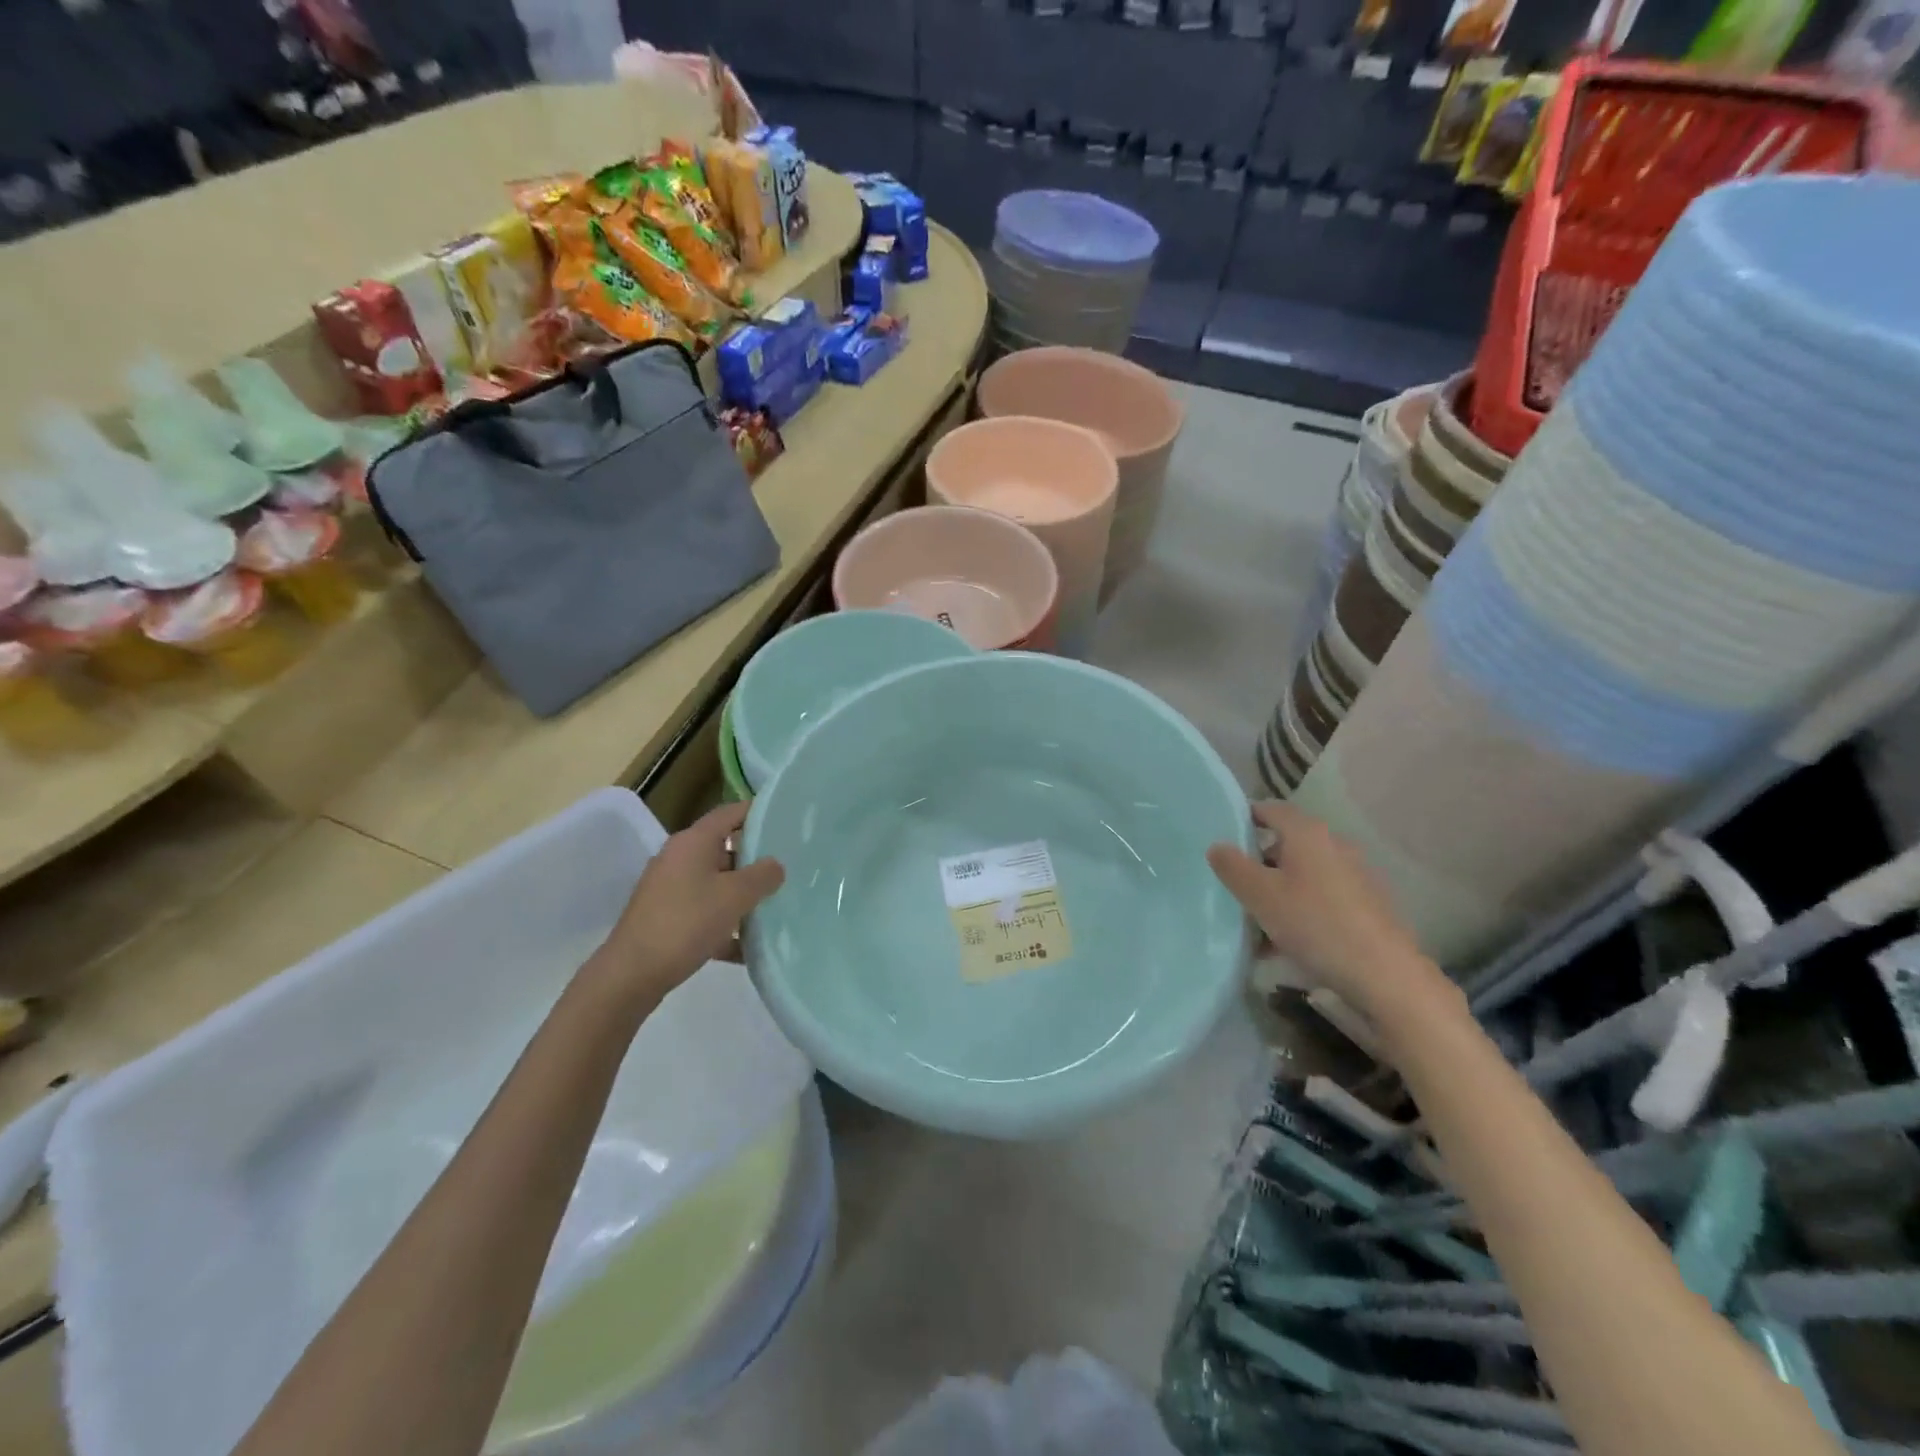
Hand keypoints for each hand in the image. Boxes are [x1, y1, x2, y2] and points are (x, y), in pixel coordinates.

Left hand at [593, 801, 784, 1004]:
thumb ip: (762, 876)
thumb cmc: (686, 923)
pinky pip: (704, 912)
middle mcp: (679, 858)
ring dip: (742, 895)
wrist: (632, 974)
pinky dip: (725, 924)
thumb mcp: (735, 896)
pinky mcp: (666, 917)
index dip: (758, 812)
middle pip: (725, 849)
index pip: (730, 813)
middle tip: (788, 869)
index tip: (786, 820)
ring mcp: (670, 889)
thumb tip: (775, 865)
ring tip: (774, 907)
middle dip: (756, 860)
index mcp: (693, 842)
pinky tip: (748, 947)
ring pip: (716, 883)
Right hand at [1207, 802, 1449, 1022]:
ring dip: (1278, 893)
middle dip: (1258, 863)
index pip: (1270, 809)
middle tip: (1233, 885)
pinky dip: (1300, 912)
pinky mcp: (1367, 906)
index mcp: (1308, 834)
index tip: (1222, 835)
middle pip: (1287, 845)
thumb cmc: (1316, 924)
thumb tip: (1217, 846)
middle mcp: (1335, 846)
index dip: (1245, 817)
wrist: (1386, 975)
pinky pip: (1322, 900)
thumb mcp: (1261, 896)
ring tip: (1255, 922)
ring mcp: (1355, 876)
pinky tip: (1284, 944)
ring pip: (1304, 876)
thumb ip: (1233, 867)